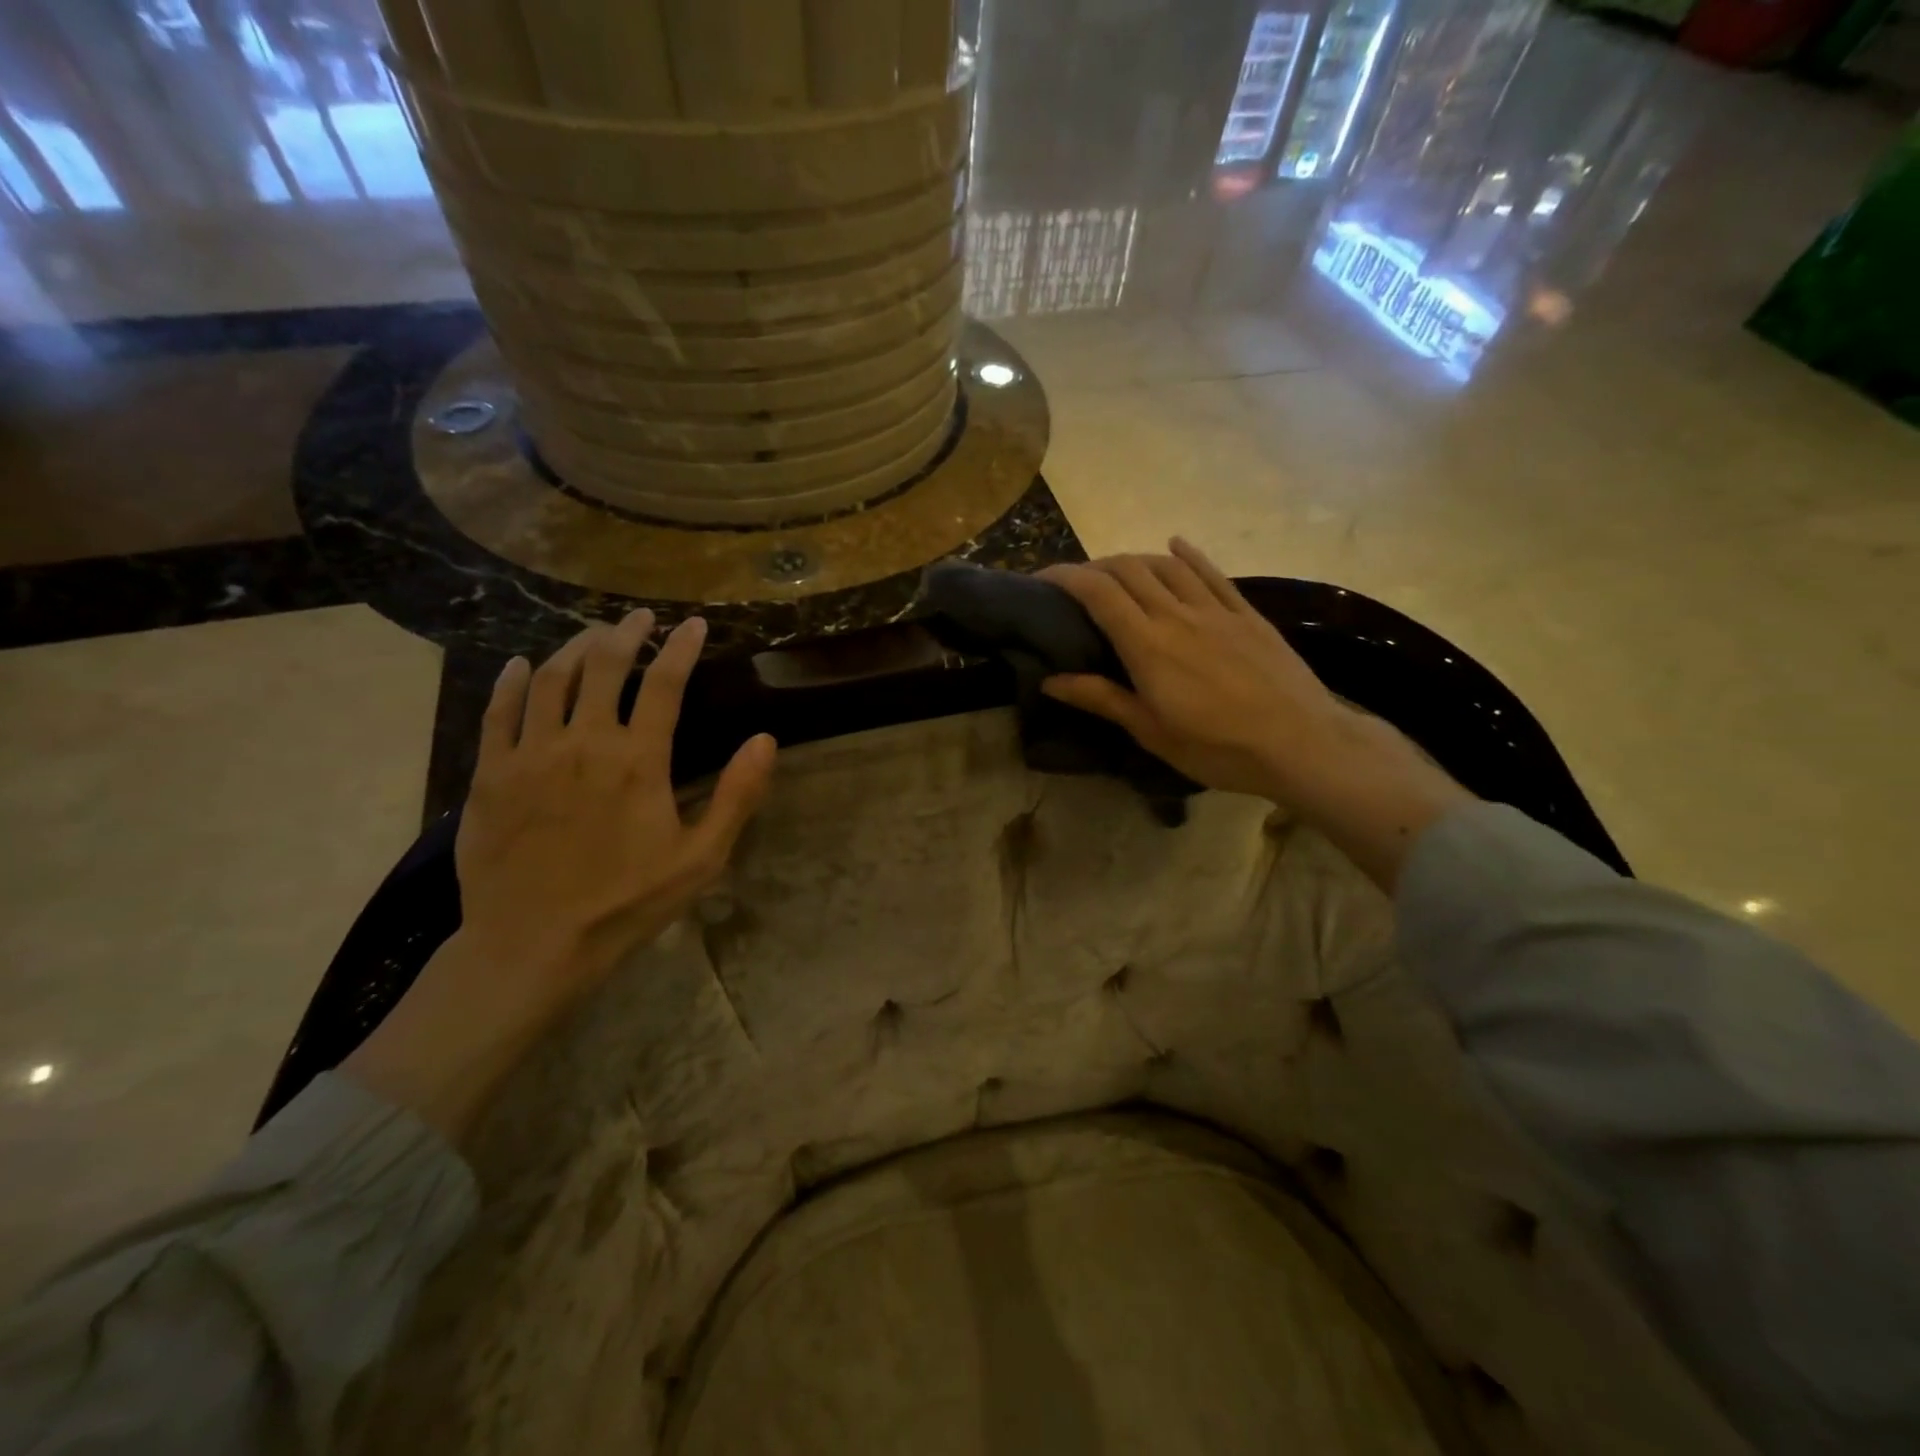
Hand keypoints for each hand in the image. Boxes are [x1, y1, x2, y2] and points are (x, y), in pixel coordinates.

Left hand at [456, 610, 774, 996]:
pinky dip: (512, 682)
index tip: (694, 625)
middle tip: (639, 618)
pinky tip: (520, 666)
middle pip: (602, 667)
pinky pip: (499, 712)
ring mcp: (529, 756)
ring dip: (573, 648)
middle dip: (624, 634)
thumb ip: (737, 796)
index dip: (681, 649)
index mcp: (638, 761)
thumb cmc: (628, 902)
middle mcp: (582, 743)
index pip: (664, 684)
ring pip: (550, 680)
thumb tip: (766, 739)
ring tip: (591, 636)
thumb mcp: (702, 858)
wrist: (534, 944)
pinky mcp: (489, 775)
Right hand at [1039, 539, 1471, 890]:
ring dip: (1134, 560)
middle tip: (1076, 584)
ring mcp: (1215, 609)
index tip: (1041, 579)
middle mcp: (1177, 615)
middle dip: (1094, 567)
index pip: (1097, 592)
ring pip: (1166, 566)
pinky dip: (1188, 554)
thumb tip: (1051, 680)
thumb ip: (1102, 699)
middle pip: (1128, 570)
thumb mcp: (1151, 732)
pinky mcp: (1246, 613)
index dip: (1065, 576)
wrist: (1301, 743)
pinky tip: (1175, 544)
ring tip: (1117, 571)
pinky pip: (1211, 573)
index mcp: (1147, 645)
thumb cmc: (1218, 748)